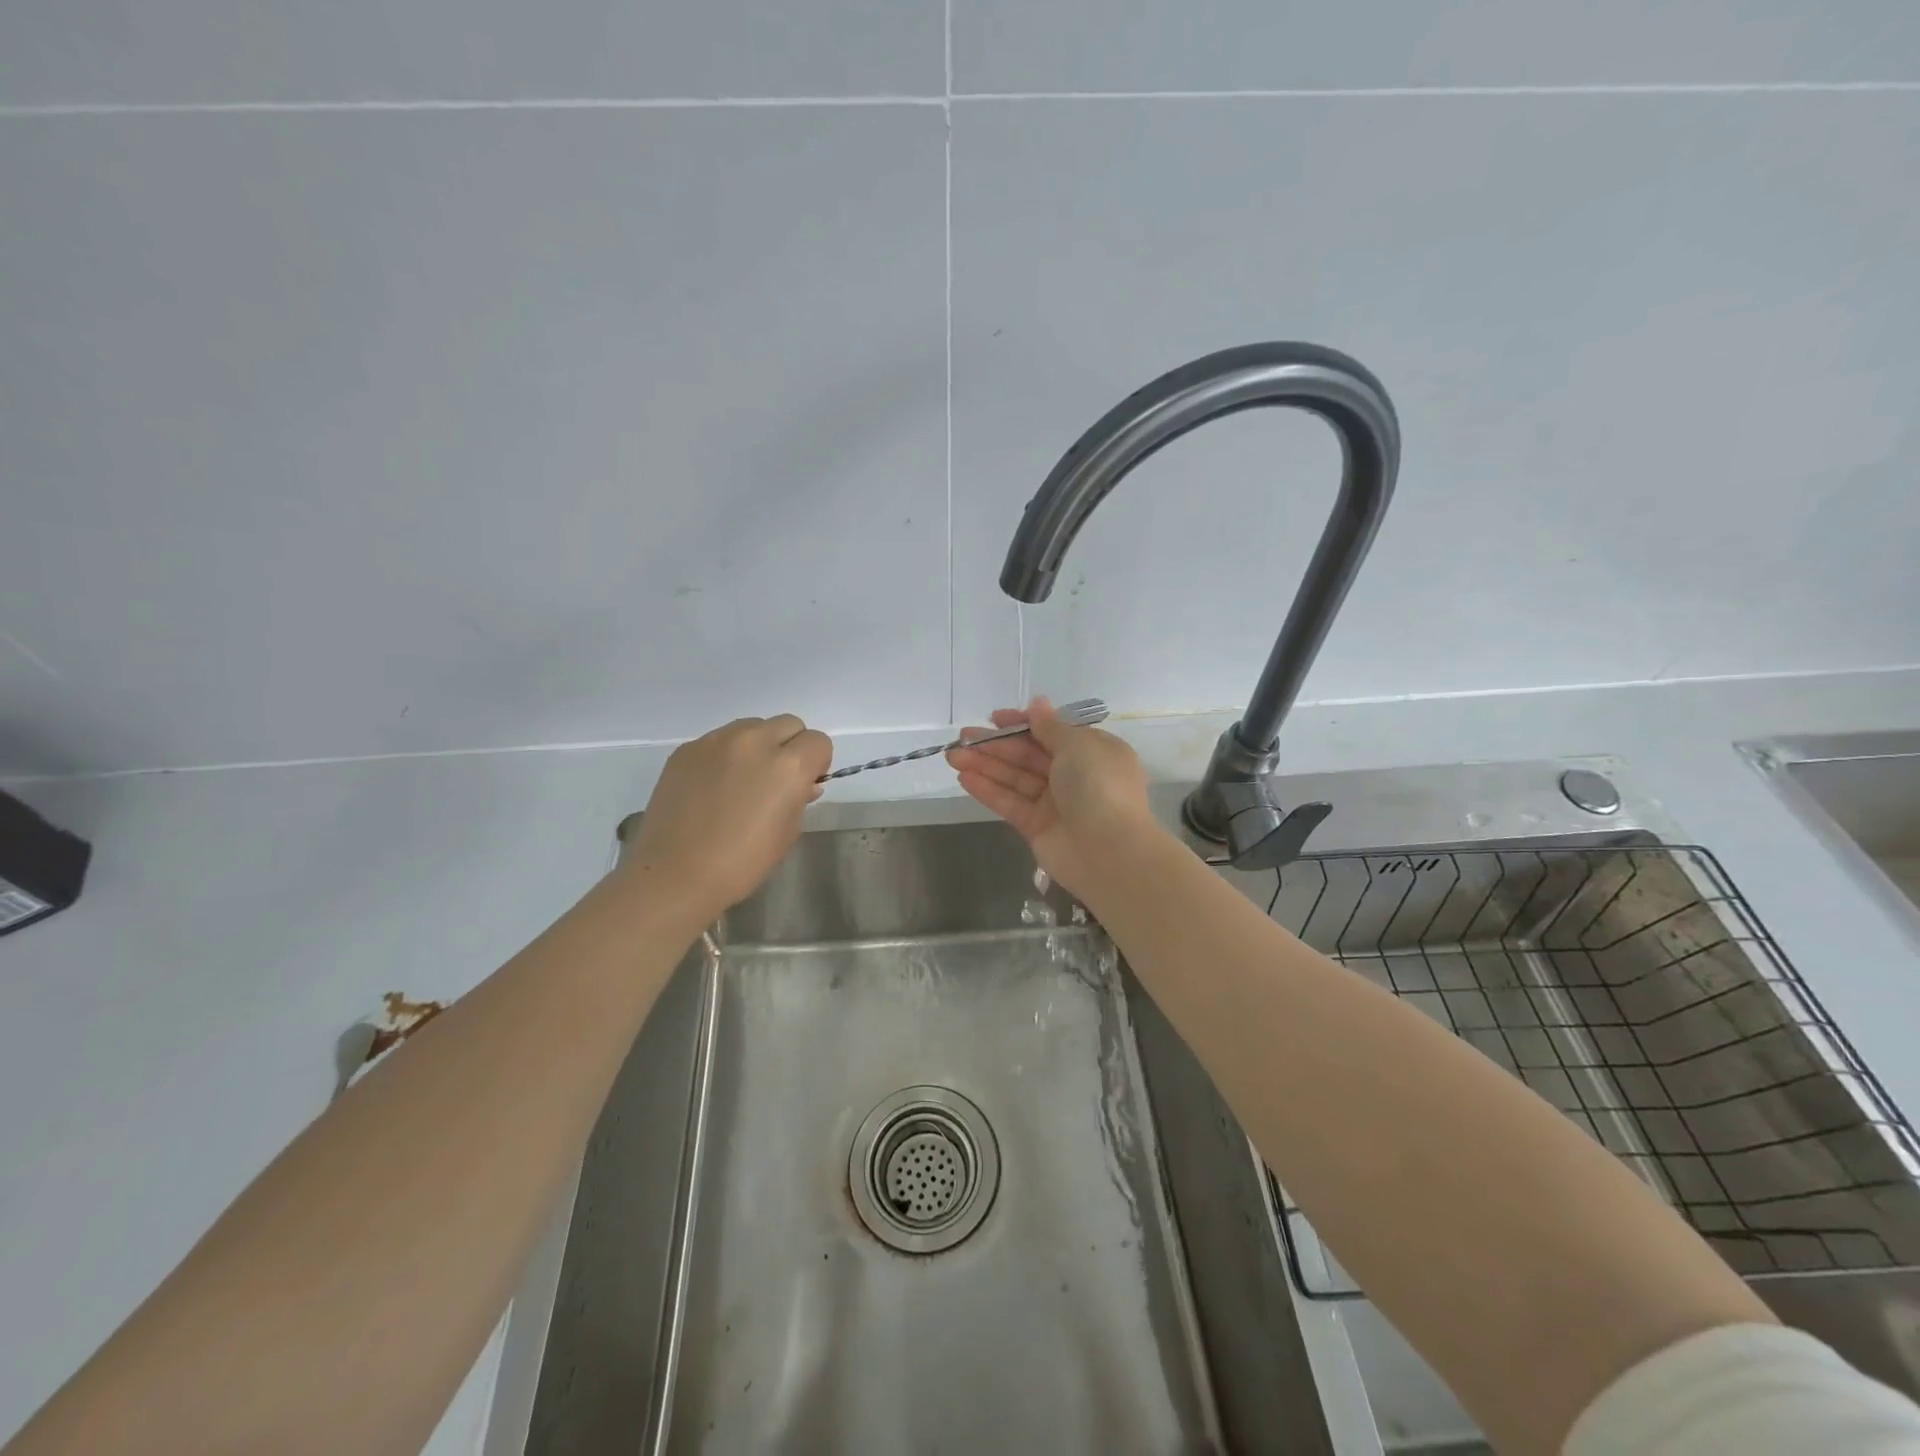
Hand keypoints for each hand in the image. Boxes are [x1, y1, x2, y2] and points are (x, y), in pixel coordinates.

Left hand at [621, 714, 831, 917]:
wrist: (674, 875)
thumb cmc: (741, 863)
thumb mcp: (787, 834)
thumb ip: (800, 799)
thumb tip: (802, 785)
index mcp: (787, 766)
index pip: (818, 742)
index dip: (817, 763)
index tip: (805, 783)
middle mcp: (755, 742)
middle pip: (788, 724)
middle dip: (791, 747)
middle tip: (776, 780)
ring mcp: (716, 741)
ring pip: (752, 726)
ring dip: (759, 745)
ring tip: (743, 780)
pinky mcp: (687, 749)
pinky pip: (719, 740)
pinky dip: (726, 755)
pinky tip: (713, 787)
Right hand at [946, 697, 1155, 895]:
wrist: (1109, 851)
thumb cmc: (1099, 786)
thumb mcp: (1078, 745)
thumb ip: (1051, 727)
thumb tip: (1037, 703)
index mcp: (1093, 751)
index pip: (1052, 732)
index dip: (1023, 723)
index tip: (994, 718)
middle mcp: (1075, 775)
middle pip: (1029, 755)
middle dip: (996, 745)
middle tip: (962, 737)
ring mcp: (1055, 803)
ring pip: (1015, 778)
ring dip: (985, 765)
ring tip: (952, 755)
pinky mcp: (1037, 827)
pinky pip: (1010, 802)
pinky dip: (988, 790)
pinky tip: (963, 777)